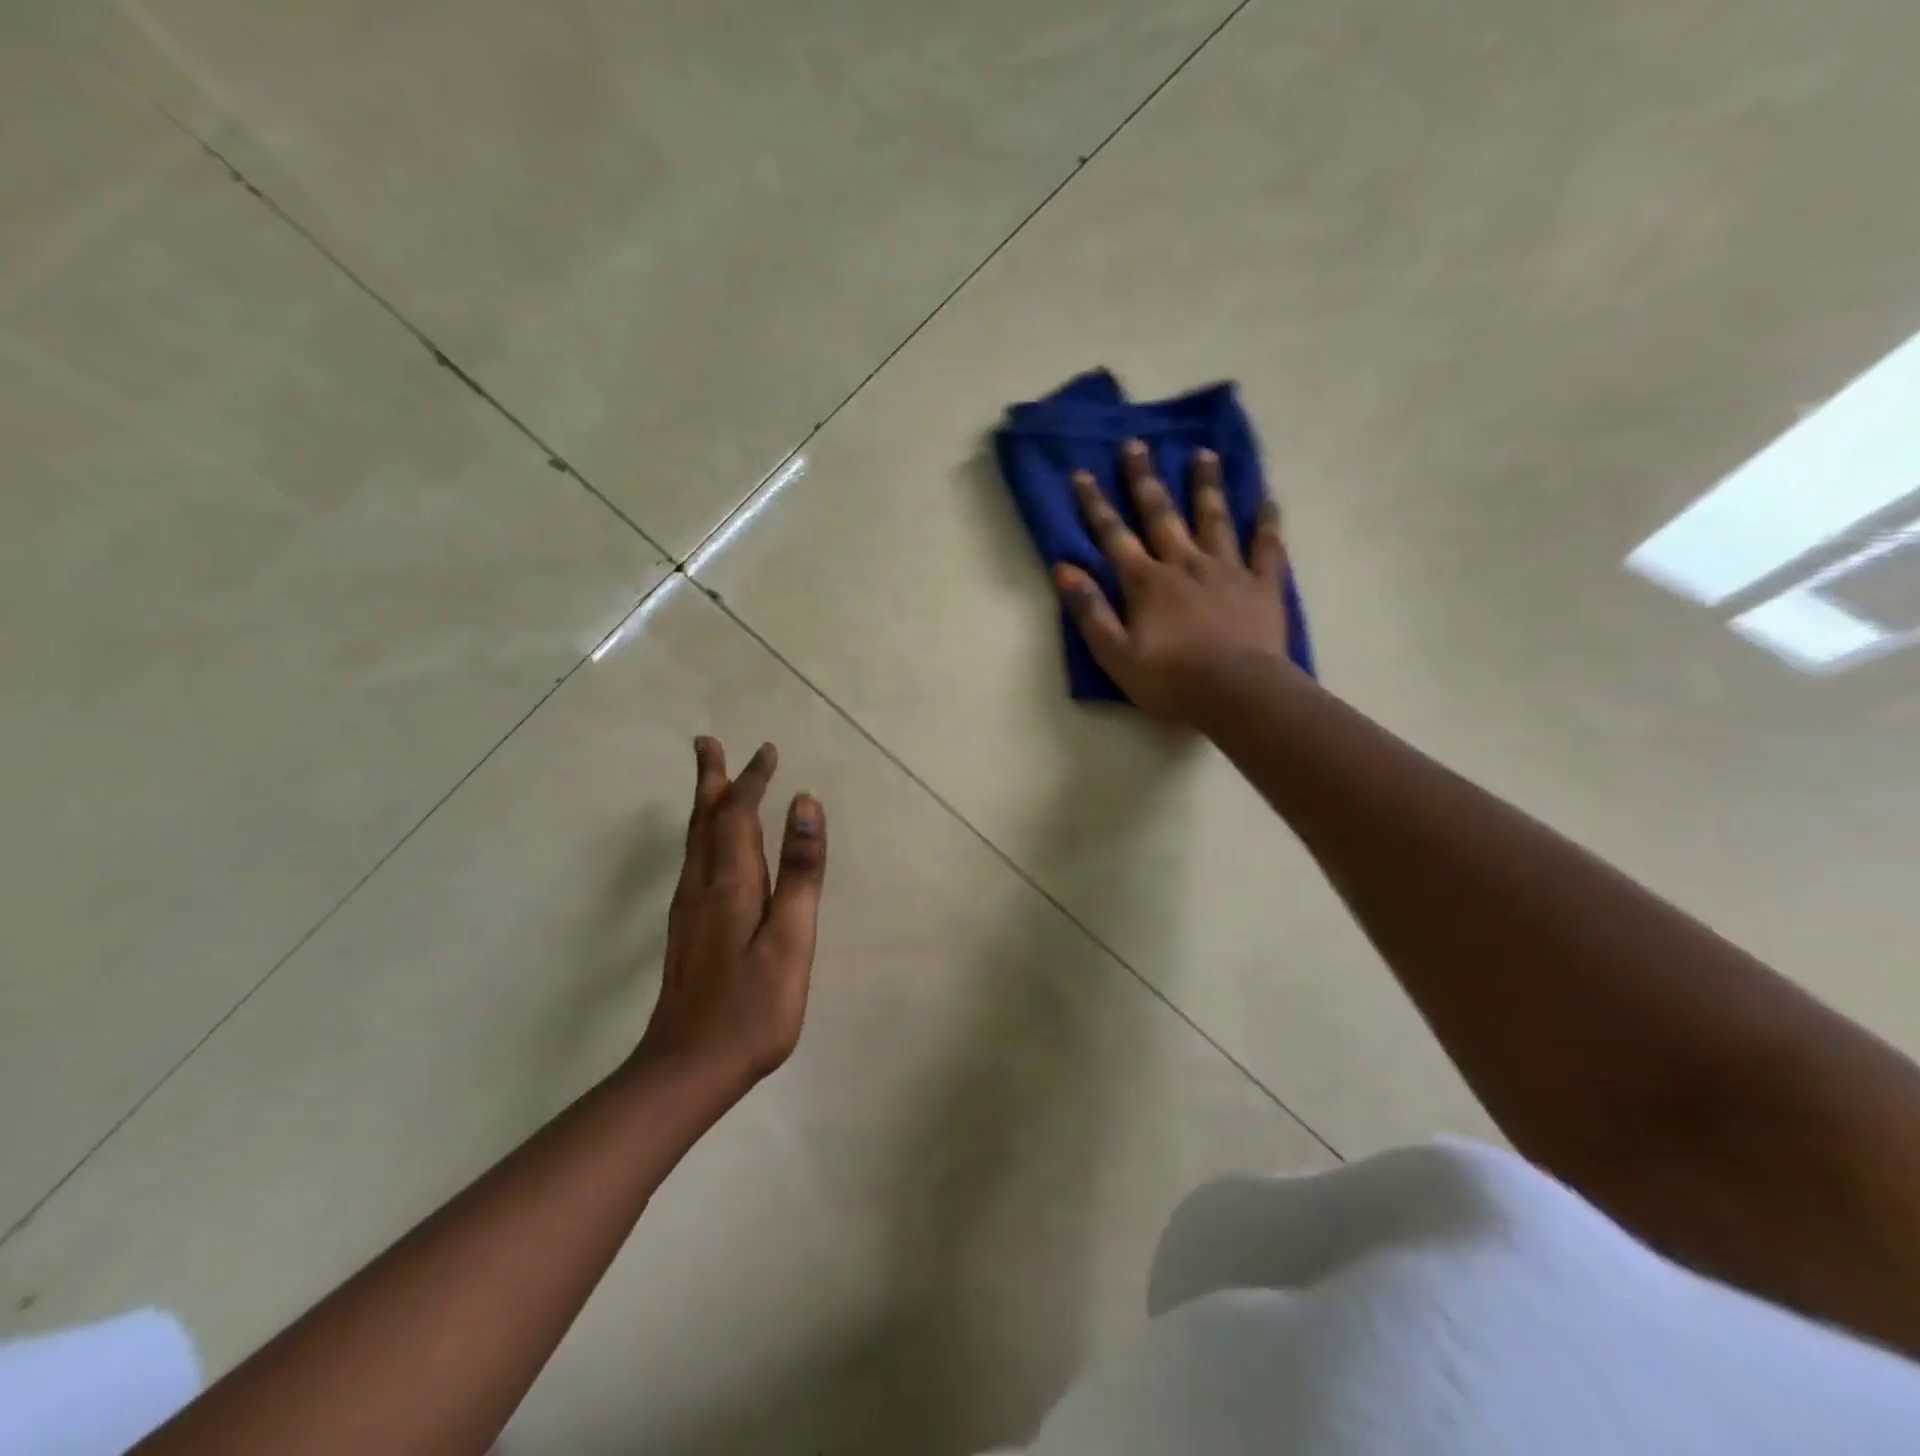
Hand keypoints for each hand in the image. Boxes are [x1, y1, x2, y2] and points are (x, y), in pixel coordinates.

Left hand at [636, 738, 827, 1092]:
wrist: (687, 1070)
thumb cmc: (752, 1007)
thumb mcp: (790, 939)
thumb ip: (800, 872)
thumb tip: (805, 805)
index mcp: (730, 883)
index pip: (738, 816)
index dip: (752, 781)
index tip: (766, 750)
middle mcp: (702, 887)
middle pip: (705, 821)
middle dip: (711, 781)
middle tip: (707, 744)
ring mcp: (689, 912)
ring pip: (694, 842)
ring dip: (704, 806)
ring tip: (710, 783)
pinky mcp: (687, 932)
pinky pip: (694, 864)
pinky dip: (703, 837)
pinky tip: (709, 849)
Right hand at [1054, 439, 1296, 723]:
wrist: (1238, 695)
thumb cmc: (1171, 681)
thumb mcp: (1115, 654)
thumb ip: (1090, 611)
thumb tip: (1062, 568)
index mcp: (1147, 583)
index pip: (1114, 536)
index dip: (1094, 505)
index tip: (1081, 473)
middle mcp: (1185, 564)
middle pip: (1162, 515)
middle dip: (1145, 480)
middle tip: (1137, 444)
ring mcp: (1227, 570)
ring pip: (1214, 519)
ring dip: (1206, 486)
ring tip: (1203, 454)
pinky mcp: (1262, 585)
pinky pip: (1266, 546)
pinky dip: (1266, 521)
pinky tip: (1266, 499)